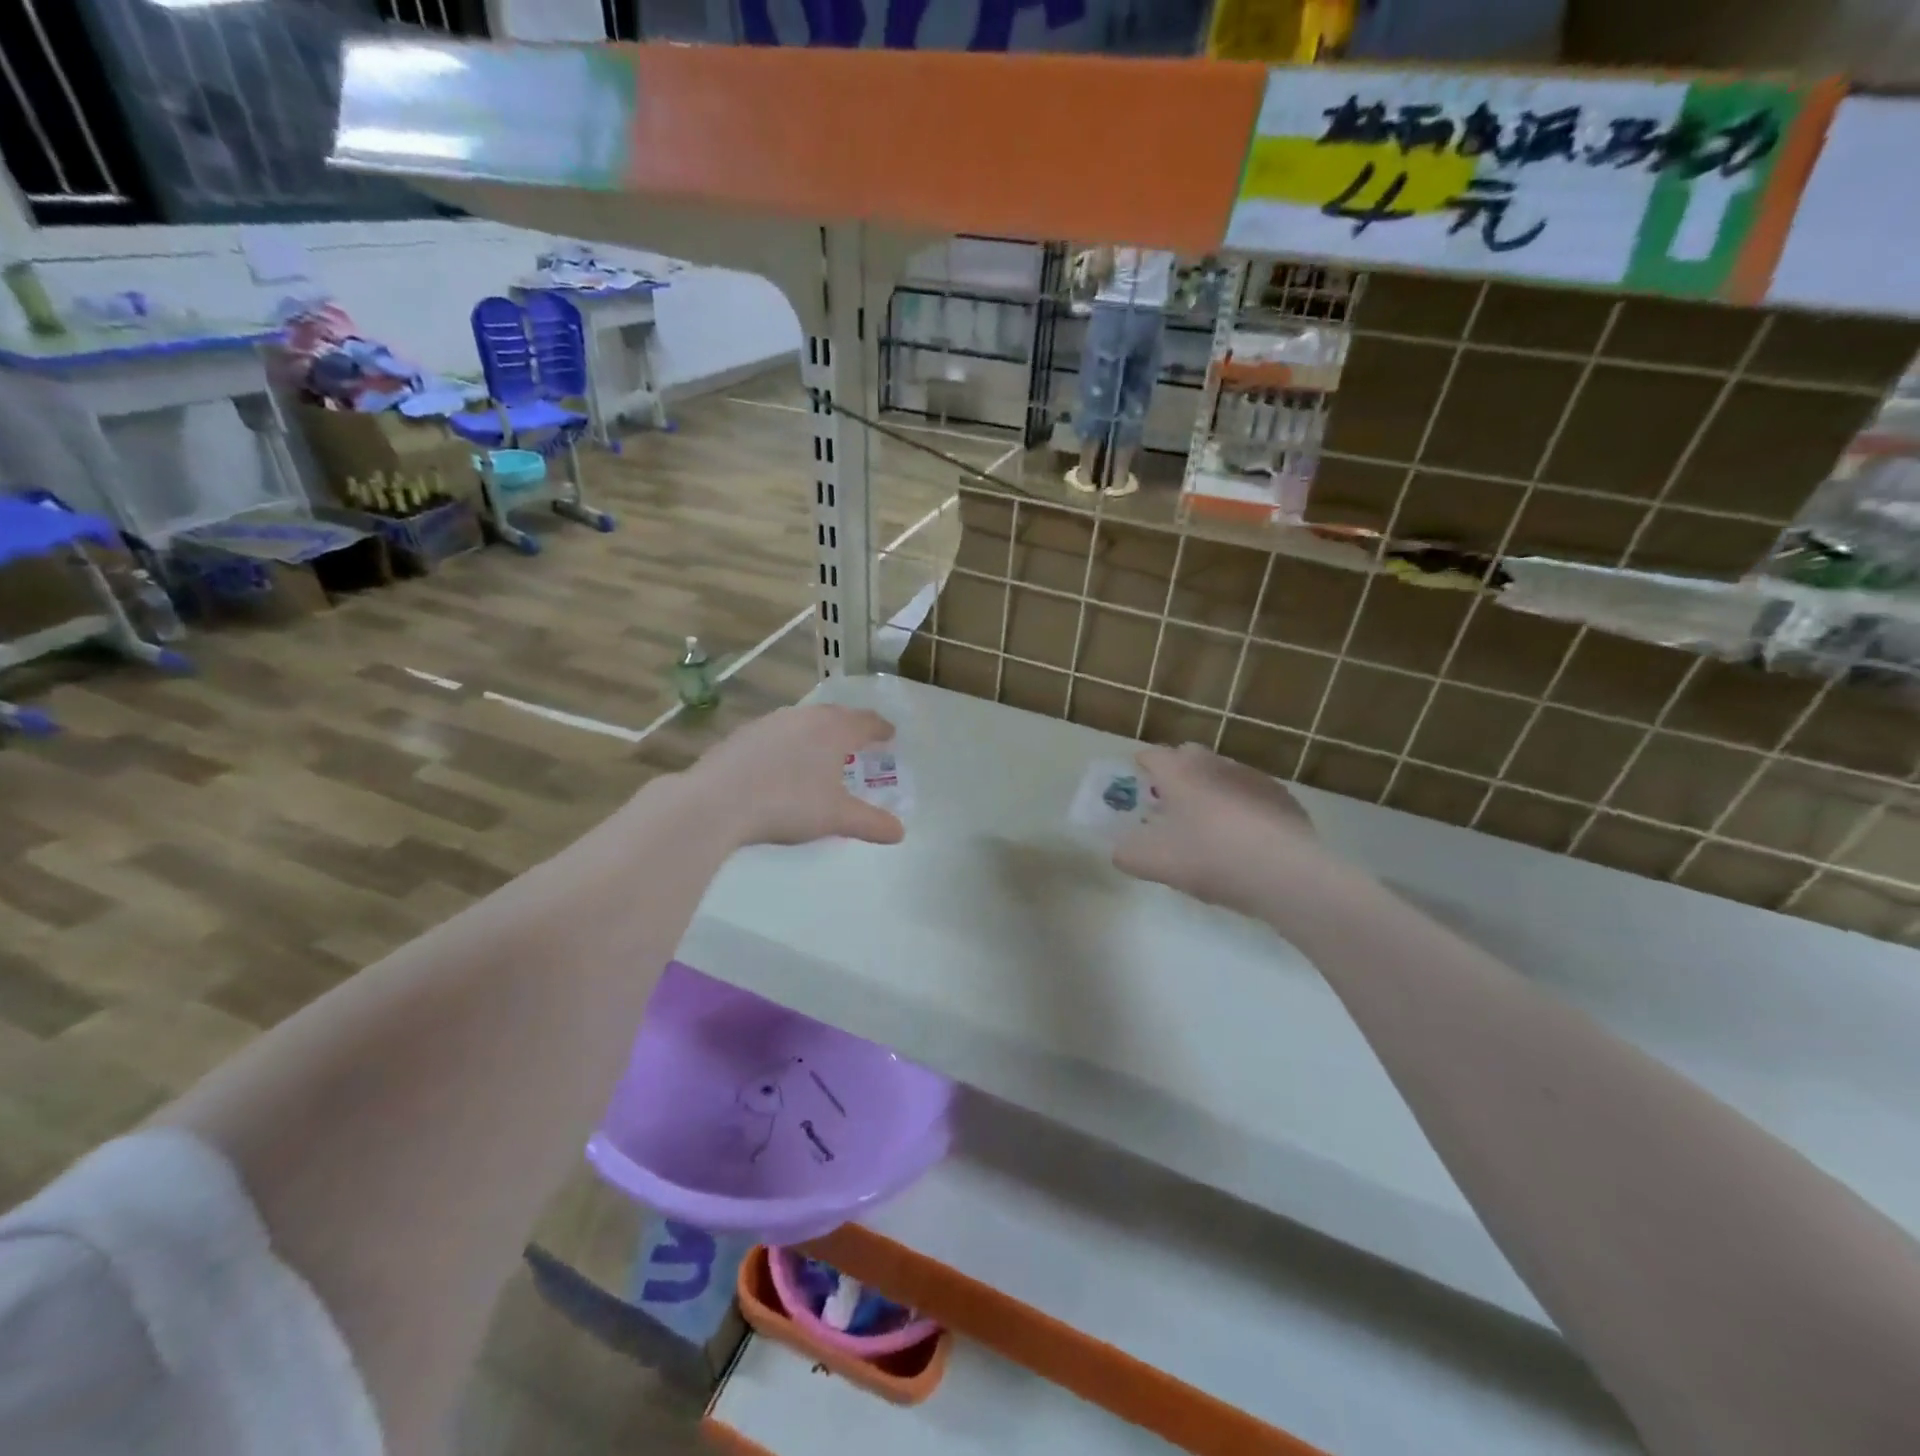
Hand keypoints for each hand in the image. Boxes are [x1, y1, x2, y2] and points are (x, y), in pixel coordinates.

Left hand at [682, 705, 904, 849]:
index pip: (865, 722)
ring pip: (803, 722)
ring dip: (817, 733)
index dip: (880, 728)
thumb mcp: (836, 818)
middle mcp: (803, 717)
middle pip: (834, 715)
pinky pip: (776, 734)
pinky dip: (788, 744)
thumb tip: (900, 833)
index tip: (890, 734)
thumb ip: (871, 823)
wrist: (716, 802)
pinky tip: (781, 764)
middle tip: (859, 742)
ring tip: (821, 752)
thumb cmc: (787, 804)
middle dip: (850, 727)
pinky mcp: (742, 736)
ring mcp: (769, 723)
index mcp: (832, 730)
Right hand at [1113, 743, 1327, 915]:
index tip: (1137, 779)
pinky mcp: (1283, 798)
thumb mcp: (1153, 863)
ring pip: (1223, 774)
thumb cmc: (1209, 859)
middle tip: (1170, 802)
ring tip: (1208, 824)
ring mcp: (1253, 778)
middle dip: (1177, 773)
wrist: (1285, 874)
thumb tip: (1120, 850)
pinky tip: (1245, 838)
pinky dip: (1242, 807)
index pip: (1153, 755)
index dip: (1142, 765)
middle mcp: (1215, 765)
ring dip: (1211, 790)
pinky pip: (1252, 795)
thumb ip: (1126, 854)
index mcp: (1179, 772)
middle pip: (1190, 757)